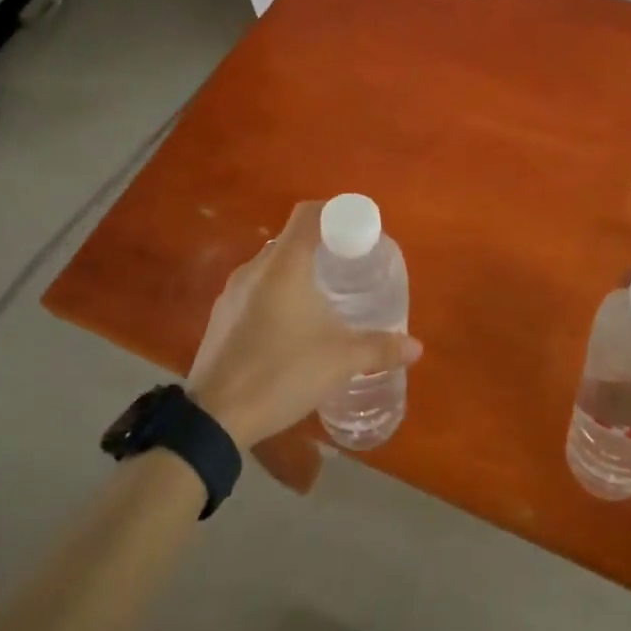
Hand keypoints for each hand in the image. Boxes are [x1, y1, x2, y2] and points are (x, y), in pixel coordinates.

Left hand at [187, 201, 421, 450]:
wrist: (214, 418)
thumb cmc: (281, 374)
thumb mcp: (339, 361)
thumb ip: (379, 349)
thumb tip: (416, 347)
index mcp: (284, 265)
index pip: (309, 214)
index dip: (336, 212)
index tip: (359, 230)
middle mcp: (255, 268)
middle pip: (291, 239)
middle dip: (322, 245)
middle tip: (349, 265)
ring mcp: (232, 292)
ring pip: (272, 265)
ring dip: (298, 271)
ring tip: (325, 296)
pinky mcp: (221, 316)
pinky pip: (256, 288)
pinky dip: (278, 292)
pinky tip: (292, 324)